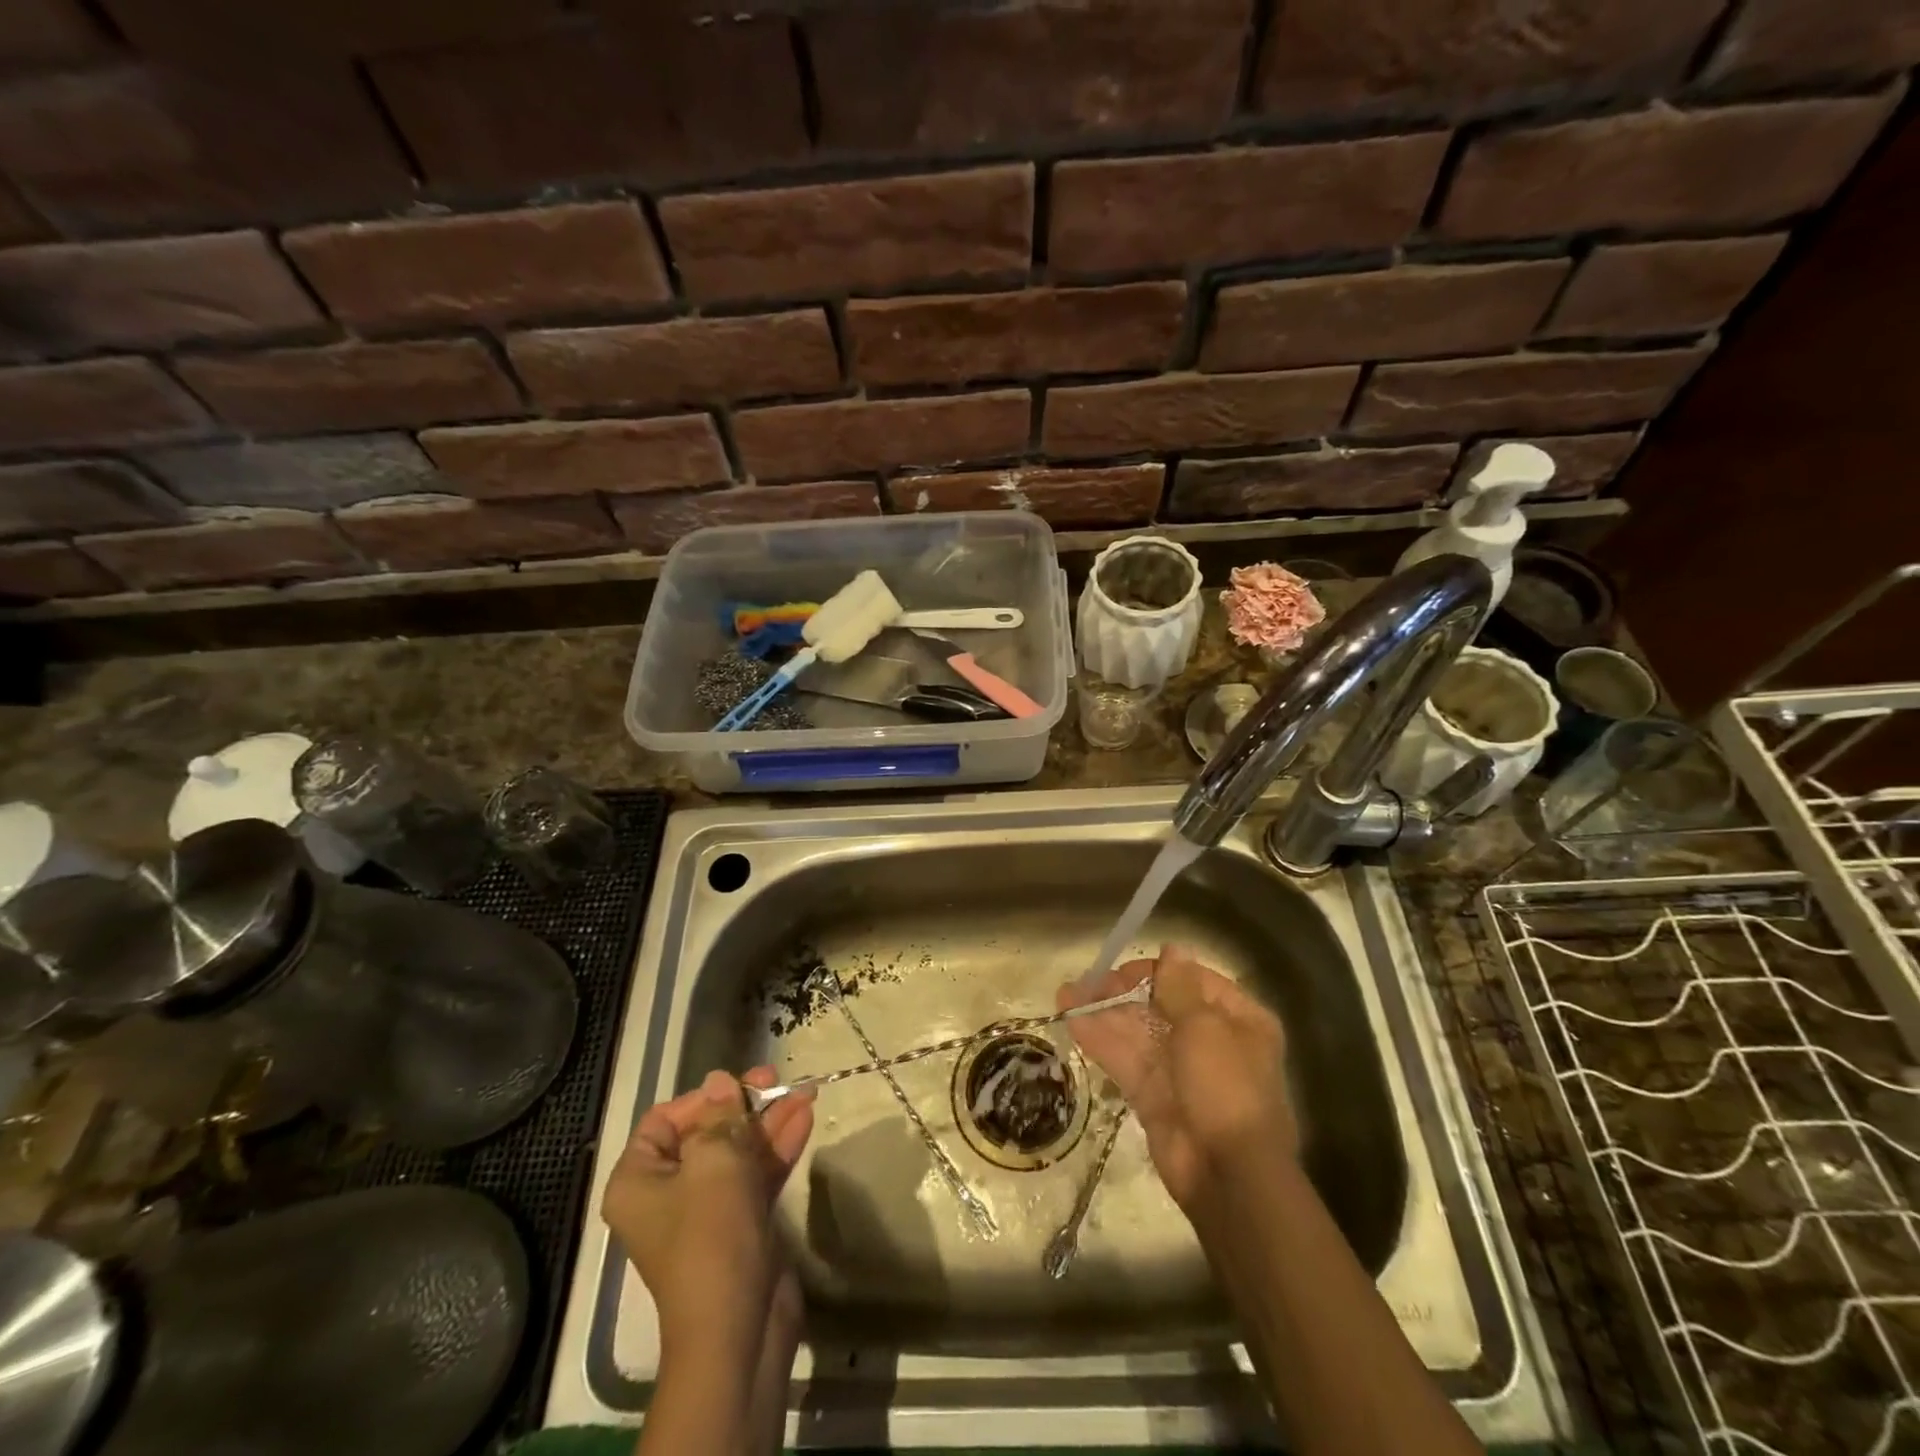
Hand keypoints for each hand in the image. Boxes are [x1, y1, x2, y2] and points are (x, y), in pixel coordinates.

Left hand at [601, 1067, 814, 1360]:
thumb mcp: (715, 1161)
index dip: (701, 1099)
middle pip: (706, 1132)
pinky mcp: (741, 1223)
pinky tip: (806, 1117)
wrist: (739, 1326)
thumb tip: (719, 1080)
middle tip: (775, 1079)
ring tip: (804, 1091)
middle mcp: (667, 1193)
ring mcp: (707, 1210)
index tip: (737, 1087)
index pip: (663, 1121)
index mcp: (639, 1180)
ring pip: (737, 1151)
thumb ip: (721, 1115)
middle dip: (743, 1105)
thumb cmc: (712, 1234)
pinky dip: (778, 1147)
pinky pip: (756, 1174)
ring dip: (769, 1121)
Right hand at [1058, 944, 1296, 1208]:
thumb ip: (1179, 987)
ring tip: (1065, 997)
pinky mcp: (1154, 1096)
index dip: (1156, 972)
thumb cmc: (1226, 1088)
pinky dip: (1101, 1041)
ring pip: (1137, 1032)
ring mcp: (1180, 1070)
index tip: (1121, 970)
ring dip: (1103, 1014)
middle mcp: (1211, 1040)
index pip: (1192, 981)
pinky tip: (1073, 1023)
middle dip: (1121, 993)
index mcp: (1238, 1020)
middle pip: (1160, 1005)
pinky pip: (1126, 1060)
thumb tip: (1171, 948)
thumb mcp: (1205, 1027)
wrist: (1228, 1176)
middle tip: (1085, 983)